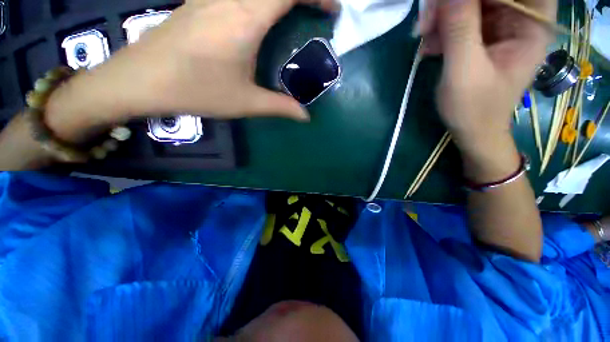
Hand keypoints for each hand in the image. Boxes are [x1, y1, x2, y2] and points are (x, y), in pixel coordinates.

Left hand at [46, 0, 338, 141]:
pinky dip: (260, 0)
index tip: (332, 9)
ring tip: (295, 13)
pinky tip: (261, 15)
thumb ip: (281, 107)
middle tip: (316, 11)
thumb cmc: (196, 90)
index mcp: (246, 19)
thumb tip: (305, 116)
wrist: (141, 80)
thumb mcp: (246, 103)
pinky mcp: (200, 1)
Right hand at [418, 0, 555, 154]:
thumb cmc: (473, 108)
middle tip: (427, 21)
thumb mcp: (465, 71)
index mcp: (531, 25)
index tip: (449, 4)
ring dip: (443, 16)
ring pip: (471, 3)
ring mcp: (501, 27)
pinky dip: (442, 28)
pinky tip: (429, 46)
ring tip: (424, 37)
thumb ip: (460, 29)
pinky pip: (461, 19)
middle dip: (454, 3)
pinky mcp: (483, 36)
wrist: (472, 129)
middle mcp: (520, 19)